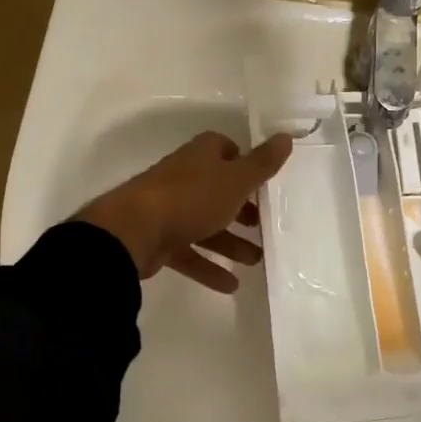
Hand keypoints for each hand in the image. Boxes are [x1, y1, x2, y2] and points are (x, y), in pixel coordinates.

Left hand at [76, 131, 291, 292]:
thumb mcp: (235, 179)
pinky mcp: (159, 240)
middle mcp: (184, 178)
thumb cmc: (192, 198)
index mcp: (201, 157)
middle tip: (263, 224)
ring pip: (206, 224)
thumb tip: (286, 136)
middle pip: (217, 190)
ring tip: (256, 260)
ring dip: (230, 242)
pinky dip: (209, 267)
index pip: (224, 149)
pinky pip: (189, 252)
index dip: (244, 162)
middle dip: (241, 208)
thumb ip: (262, 163)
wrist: (134, 231)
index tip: (263, 181)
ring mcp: (169, 210)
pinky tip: (231, 285)